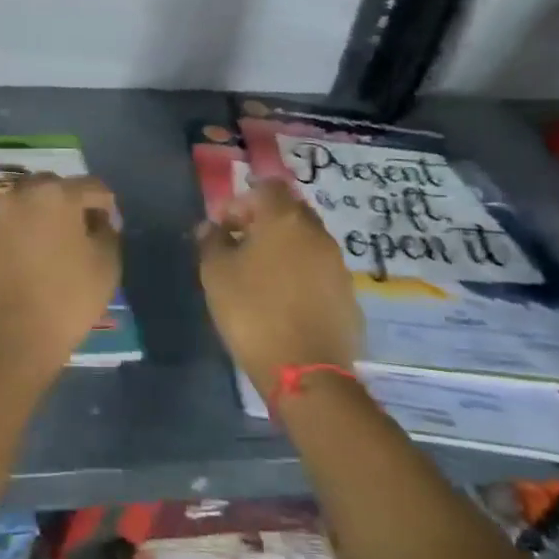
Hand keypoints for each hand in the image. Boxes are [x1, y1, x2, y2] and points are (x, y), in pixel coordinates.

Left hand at [0, 173, 121, 372]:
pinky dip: (19, 238)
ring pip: (24, 206)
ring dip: (40, 218)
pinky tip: (27, 264)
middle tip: (80, 230)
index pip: (92, 186)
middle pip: (52, 187)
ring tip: (52, 247)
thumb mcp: (107, 265)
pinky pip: (6, 230)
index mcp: (56, 194)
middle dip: (69, 202)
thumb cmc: (67, 297)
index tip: (111, 228)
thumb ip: (107, 233)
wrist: (9, 335)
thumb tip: (97, 222)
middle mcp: (20, 196)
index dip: (107, 205)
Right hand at [197, 178, 362, 399]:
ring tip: (258, 276)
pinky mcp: (348, 294)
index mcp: (284, 220)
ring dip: (282, 248)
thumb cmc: (252, 311)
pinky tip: (282, 300)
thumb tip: (211, 227)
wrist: (305, 370)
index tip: (223, 226)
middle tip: (239, 247)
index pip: (267, 187)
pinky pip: (318, 270)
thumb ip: (211, 241)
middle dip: (263, 222)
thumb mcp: (215, 273)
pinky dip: (299, 274)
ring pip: (306, 241)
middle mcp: (317, 234)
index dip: (242, 200)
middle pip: (289, 211)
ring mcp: (337, 264)